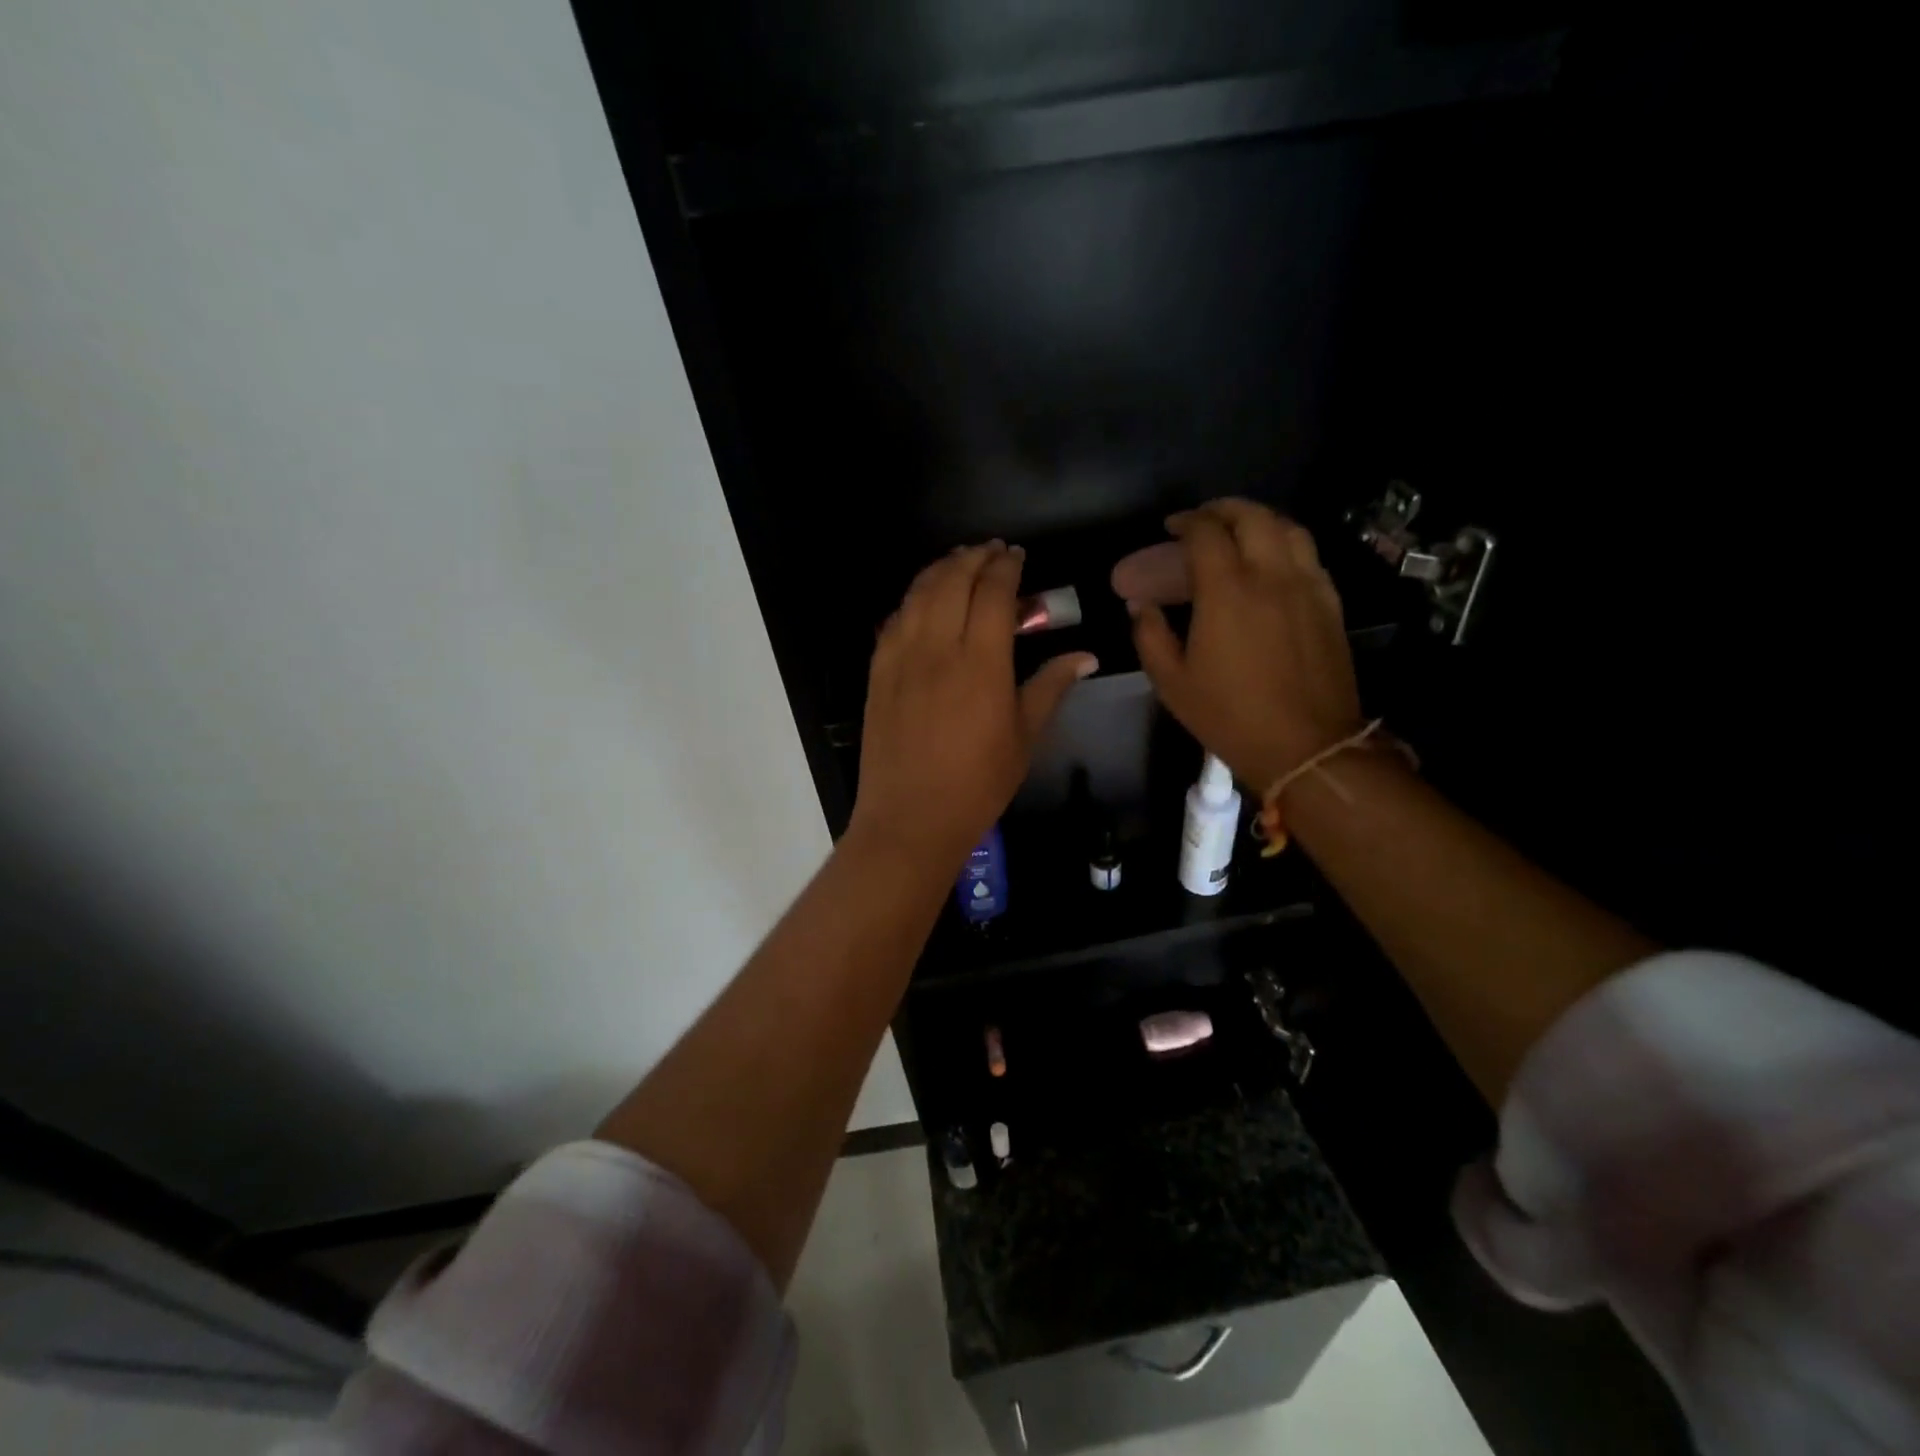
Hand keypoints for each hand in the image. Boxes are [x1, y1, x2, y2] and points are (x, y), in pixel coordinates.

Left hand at [851, 542, 1097, 866]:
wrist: (911, 817)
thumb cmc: (978, 783)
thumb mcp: (1024, 737)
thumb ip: (1050, 687)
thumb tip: (1086, 656)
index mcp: (982, 662)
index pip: (993, 593)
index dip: (1006, 567)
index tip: (1016, 555)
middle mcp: (938, 648)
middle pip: (952, 582)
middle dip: (973, 558)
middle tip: (989, 551)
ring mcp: (901, 658)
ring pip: (918, 594)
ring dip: (939, 570)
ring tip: (957, 563)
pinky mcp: (877, 673)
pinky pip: (893, 621)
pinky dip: (910, 600)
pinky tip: (921, 601)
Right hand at [1127, 499, 1361, 793]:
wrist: (1306, 745)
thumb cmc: (1229, 715)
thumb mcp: (1172, 682)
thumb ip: (1149, 636)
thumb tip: (1140, 606)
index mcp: (1227, 591)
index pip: (1206, 532)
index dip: (1186, 522)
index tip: (1171, 528)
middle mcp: (1271, 575)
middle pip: (1253, 516)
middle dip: (1223, 509)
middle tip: (1204, 520)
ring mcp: (1307, 586)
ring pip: (1289, 528)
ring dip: (1259, 520)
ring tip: (1240, 532)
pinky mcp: (1330, 603)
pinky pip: (1309, 555)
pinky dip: (1285, 544)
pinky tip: (1273, 563)